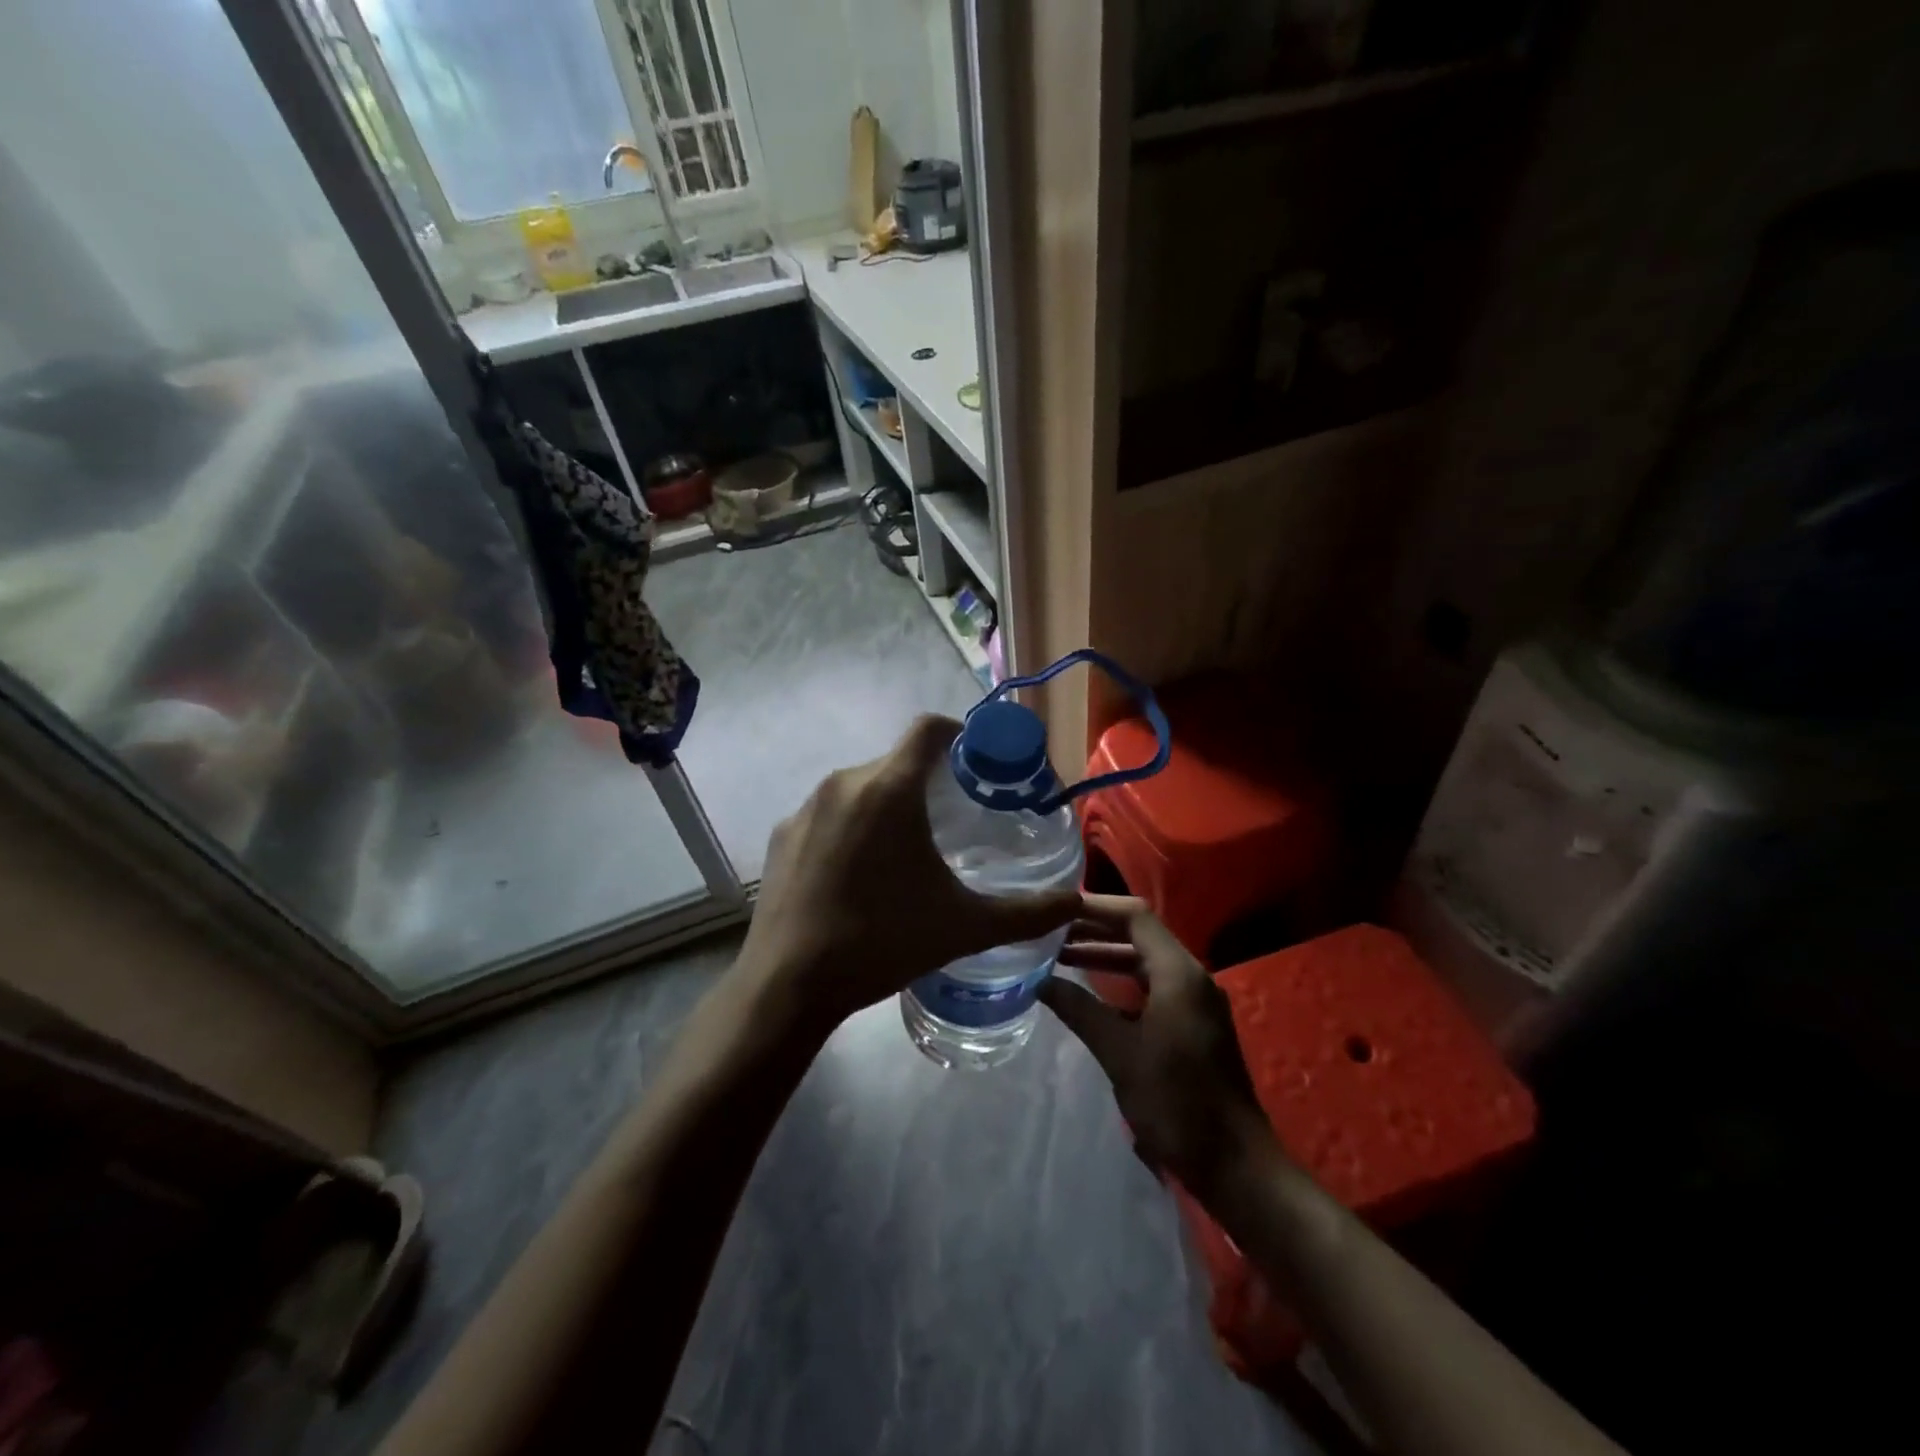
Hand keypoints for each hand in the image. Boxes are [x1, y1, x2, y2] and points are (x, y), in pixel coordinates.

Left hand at [738, 715, 1080, 1037]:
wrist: (790, 983)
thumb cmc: (884, 941)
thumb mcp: (965, 926)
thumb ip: (1026, 913)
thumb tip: (1074, 903)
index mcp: (890, 788)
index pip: (929, 728)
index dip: (959, 734)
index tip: (977, 762)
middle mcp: (844, 783)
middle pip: (896, 762)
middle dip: (926, 782)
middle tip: (952, 821)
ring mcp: (806, 808)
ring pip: (860, 788)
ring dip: (887, 807)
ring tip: (905, 854)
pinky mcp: (783, 835)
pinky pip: (828, 815)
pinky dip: (850, 830)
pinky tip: (858, 877)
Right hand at [1039, 895, 1274, 1192]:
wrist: (1235, 1164)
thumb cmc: (1176, 1102)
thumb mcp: (1119, 1053)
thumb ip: (1079, 1009)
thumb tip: (1039, 981)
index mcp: (1179, 973)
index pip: (1134, 916)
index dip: (1094, 907)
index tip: (1055, 910)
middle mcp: (1190, 977)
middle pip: (1139, 934)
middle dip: (1094, 930)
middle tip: (1049, 931)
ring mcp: (1194, 1001)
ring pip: (1144, 962)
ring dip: (1105, 957)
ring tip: (1059, 957)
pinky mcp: (1193, 1024)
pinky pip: (1152, 986)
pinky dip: (1120, 983)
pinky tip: (1089, 995)